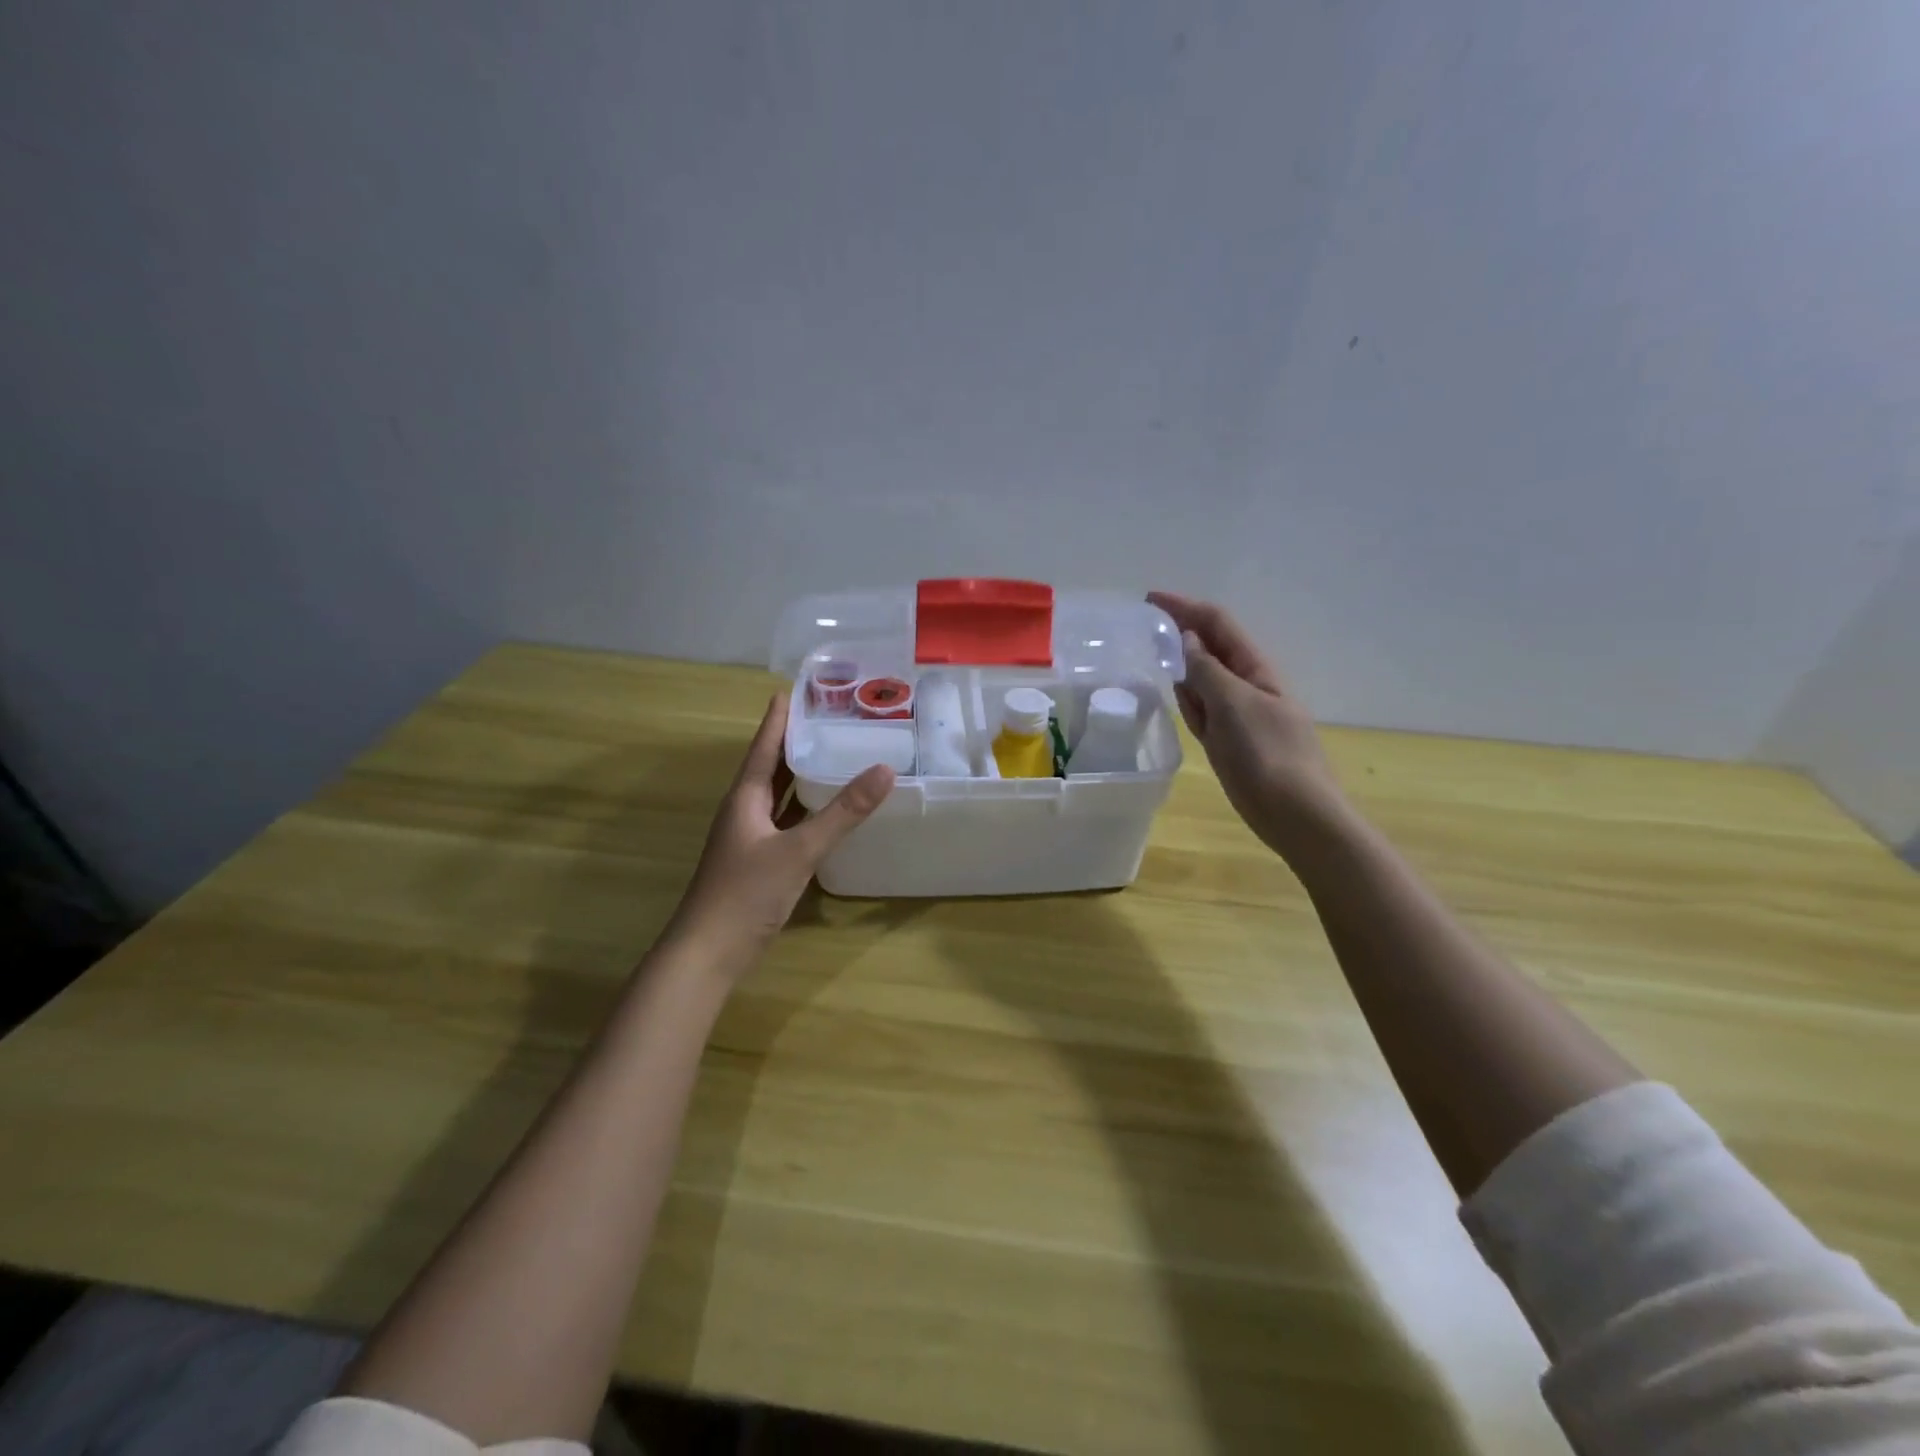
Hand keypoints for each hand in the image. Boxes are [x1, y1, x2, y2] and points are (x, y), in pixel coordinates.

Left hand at [666, 693, 893, 974]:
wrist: (709, 953)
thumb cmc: (746, 893)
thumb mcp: (799, 850)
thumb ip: (842, 813)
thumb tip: (885, 770)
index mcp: (745, 798)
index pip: (764, 747)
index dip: (778, 719)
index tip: (793, 690)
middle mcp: (745, 812)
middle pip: (770, 767)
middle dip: (794, 742)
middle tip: (827, 718)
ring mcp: (751, 839)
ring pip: (779, 796)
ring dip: (801, 776)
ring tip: (832, 753)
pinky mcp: (760, 862)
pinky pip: (787, 823)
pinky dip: (806, 810)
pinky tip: (828, 810)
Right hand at [1147, 592, 1343, 857]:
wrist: (1296, 814)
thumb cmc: (1267, 755)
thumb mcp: (1234, 705)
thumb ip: (1207, 671)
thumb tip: (1189, 641)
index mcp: (1255, 669)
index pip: (1218, 623)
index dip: (1185, 607)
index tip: (1150, 599)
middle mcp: (1248, 685)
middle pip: (1211, 648)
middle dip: (1182, 631)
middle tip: (1145, 625)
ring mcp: (1239, 714)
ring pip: (1205, 679)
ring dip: (1184, 663)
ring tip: (1154, 652)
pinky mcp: (1231, 741)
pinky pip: (1205, 710)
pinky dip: (1190, 699)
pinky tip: (1177, 695)